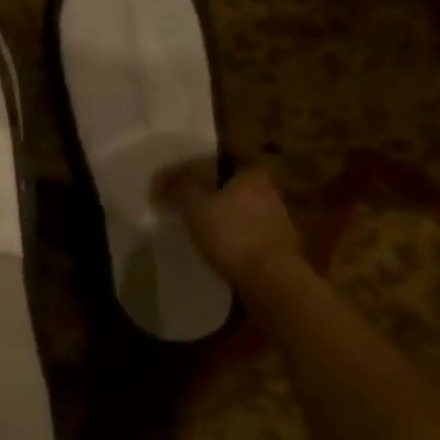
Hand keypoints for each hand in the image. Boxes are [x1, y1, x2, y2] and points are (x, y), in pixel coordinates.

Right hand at [154, 160, 303, 283]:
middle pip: (230, 183)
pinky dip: (230, 236)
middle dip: (207, 190)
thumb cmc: (233, 234)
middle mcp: (269, 190)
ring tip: (194, 226)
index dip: (195, 164)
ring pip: (239, 209)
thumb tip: (162, 178)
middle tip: (182, 200)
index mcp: (252, 172)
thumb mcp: (195, 205)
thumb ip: (178, 186)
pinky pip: (246, 233)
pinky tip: (214, 246)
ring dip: (219, 215)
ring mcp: (277, 220)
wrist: (272, 282)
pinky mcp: (277, 247)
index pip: (220, 157)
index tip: (177, 177)